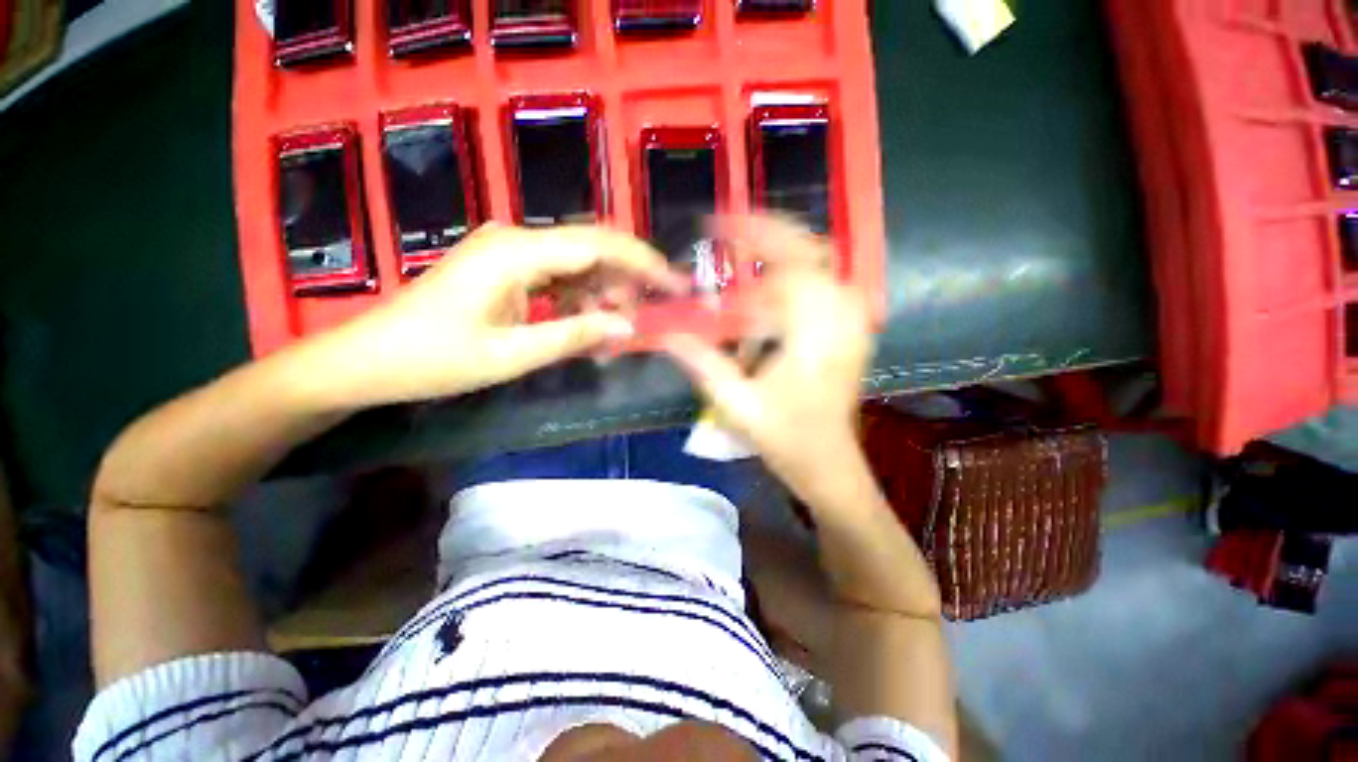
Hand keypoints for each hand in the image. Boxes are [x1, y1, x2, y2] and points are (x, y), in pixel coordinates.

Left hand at [311, 223, 684, 406]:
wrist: (369, 360)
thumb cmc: (434, 360)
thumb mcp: (512, 355)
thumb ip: (574, 335)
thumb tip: (627, 327)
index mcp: (516, 253)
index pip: (598, 244)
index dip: (643, 262)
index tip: (675, 284)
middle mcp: (516, 239)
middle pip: (591, 248)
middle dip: (625, 281)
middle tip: (639, 322)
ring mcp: (509, 251)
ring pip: (577, 263)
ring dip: (601, 294)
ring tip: (611, 333)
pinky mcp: (505, 267)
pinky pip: (557, 276)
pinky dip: (578, 299)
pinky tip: (583, 324)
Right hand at [661, 216, 873, 497]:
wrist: (829, 463)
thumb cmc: (786, 438)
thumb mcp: (737, 403)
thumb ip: (702, 362)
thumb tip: (666, 334)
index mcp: (816, 333)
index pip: (786, 265)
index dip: (749, 240)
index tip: (714, 228)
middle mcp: (842, 316)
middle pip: (809, 249)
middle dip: (766, 232)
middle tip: (726, 228)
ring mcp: (853, 320)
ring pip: (821, 260)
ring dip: (780, 249)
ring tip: (742, 248)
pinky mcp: (852, 328)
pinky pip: (826, 281)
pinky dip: (795, 271)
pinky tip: (770, 280)